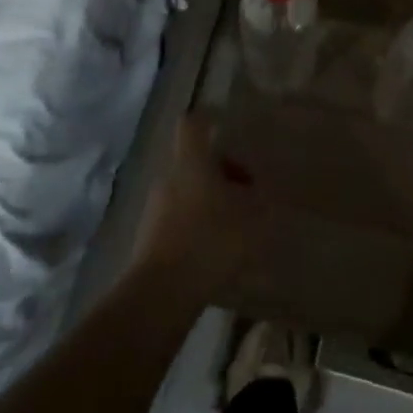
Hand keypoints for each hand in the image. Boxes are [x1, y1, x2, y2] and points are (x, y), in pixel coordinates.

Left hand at [130, 114, 262, 299]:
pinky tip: (216, 250)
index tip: (228, 126)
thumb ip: (260, 200)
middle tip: (248, 192)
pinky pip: (178, 218)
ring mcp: (155, 208)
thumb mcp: (252, 219)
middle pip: (194, 160)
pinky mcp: (149, 237)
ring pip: (186, 190)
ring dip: (209, 200)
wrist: (161, 293)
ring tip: (236, 225)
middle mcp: (169, 177)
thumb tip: (263, 190)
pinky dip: (197, 225)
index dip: (209, 119)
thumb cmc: (210, 241)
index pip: (192, 123)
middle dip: (221, 171)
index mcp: (191, 162)